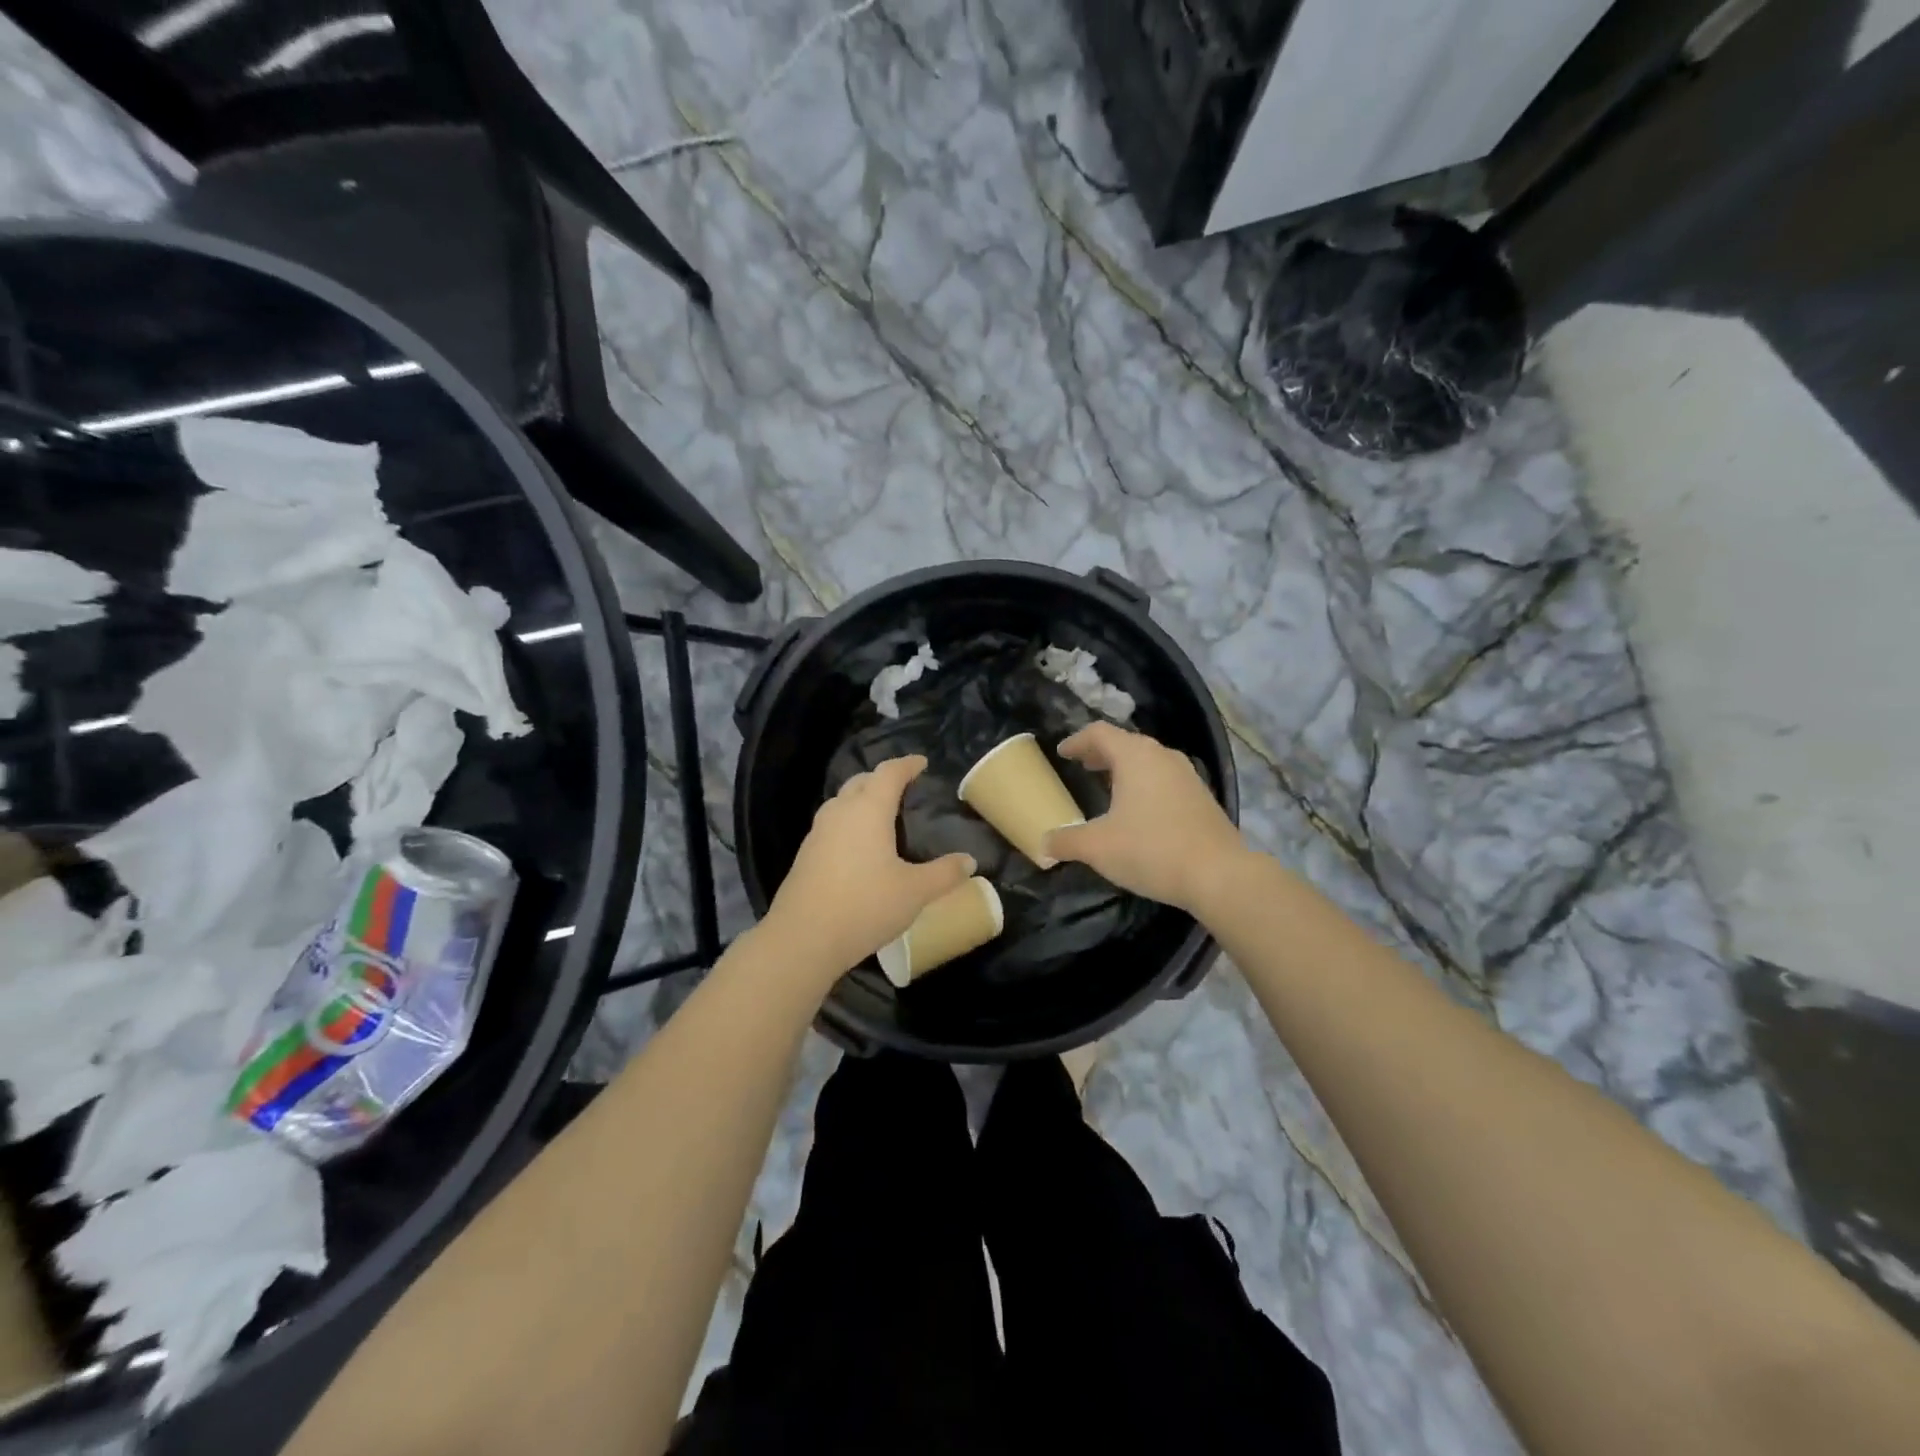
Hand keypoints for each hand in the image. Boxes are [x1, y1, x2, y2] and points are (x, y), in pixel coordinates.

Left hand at [763, 755, 976, 983]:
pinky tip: (859, 847)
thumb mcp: (915, 891)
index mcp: (868, 809)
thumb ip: (945, 874)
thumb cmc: (865, 905)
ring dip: (862, 800)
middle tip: (903, 788)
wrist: (803, 938)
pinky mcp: (806, 855)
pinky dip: (849, 823)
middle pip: (861, 782)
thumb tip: (969, 861)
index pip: (889, 773)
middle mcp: (840, 812)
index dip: (907, 765)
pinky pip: (832, 825)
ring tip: (882, 816)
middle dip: (882, 779)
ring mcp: (818, 832)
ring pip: (842, 802)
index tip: (921, 763)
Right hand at [1045, 723, 1245, 912]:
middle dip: (1101, 753)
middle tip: (1082, 765)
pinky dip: (1145, 783)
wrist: (1219, 874)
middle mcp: (1162, 756)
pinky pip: (1164, 779)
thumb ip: (1066, 841)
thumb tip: (1043, 844)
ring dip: (1125, 768)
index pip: (1099, 733)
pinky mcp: (1202, 797)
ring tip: (1108, 785)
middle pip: (1125, 743)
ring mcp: (1187, 775)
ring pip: (1148, 760)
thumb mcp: (1098, 847)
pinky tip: (1139, 809)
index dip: (1077, 741)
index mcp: (1134, 756)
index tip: (1063, 752)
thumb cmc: (1151, 850)